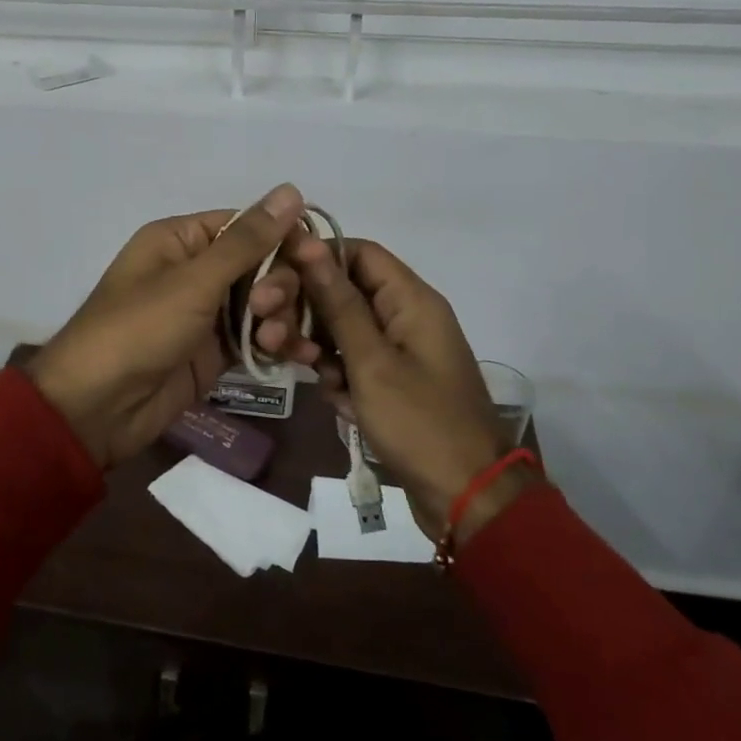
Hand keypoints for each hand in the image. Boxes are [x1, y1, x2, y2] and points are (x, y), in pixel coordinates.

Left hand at [27, 185, 322, 467]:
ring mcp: (207, 313)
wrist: (98, 407)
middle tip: (270, 310)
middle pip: (262, 264)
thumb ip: (248, 241)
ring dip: (282, 318)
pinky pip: (258, 337)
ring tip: (275, 342)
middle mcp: (197, 270)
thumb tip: (291, 189)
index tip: (316, 258)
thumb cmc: (139, 329)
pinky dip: (278, 344)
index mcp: (182, 239)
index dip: (284, 238)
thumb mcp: (194, 281)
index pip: (248, 225)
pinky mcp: (216, 351)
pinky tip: (300, 358)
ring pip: (265, 303)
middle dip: (279, 286)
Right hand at [287, 234, 543, 542]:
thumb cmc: (419, 421)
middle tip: (274, 336)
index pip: (357, 252)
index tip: (275, 278)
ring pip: (343, 331)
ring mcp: (399, 351)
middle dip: (308, 313)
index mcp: (411, 299)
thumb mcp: (371, 360)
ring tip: (311, 375)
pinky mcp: (392, 383)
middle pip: (344, 292)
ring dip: (320, 351)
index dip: (315, 258)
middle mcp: (406, 316)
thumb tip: (309, 242)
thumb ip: (337, 302)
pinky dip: (341, 381)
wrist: (466, 497)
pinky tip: (342, 407)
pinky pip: (354, 365)